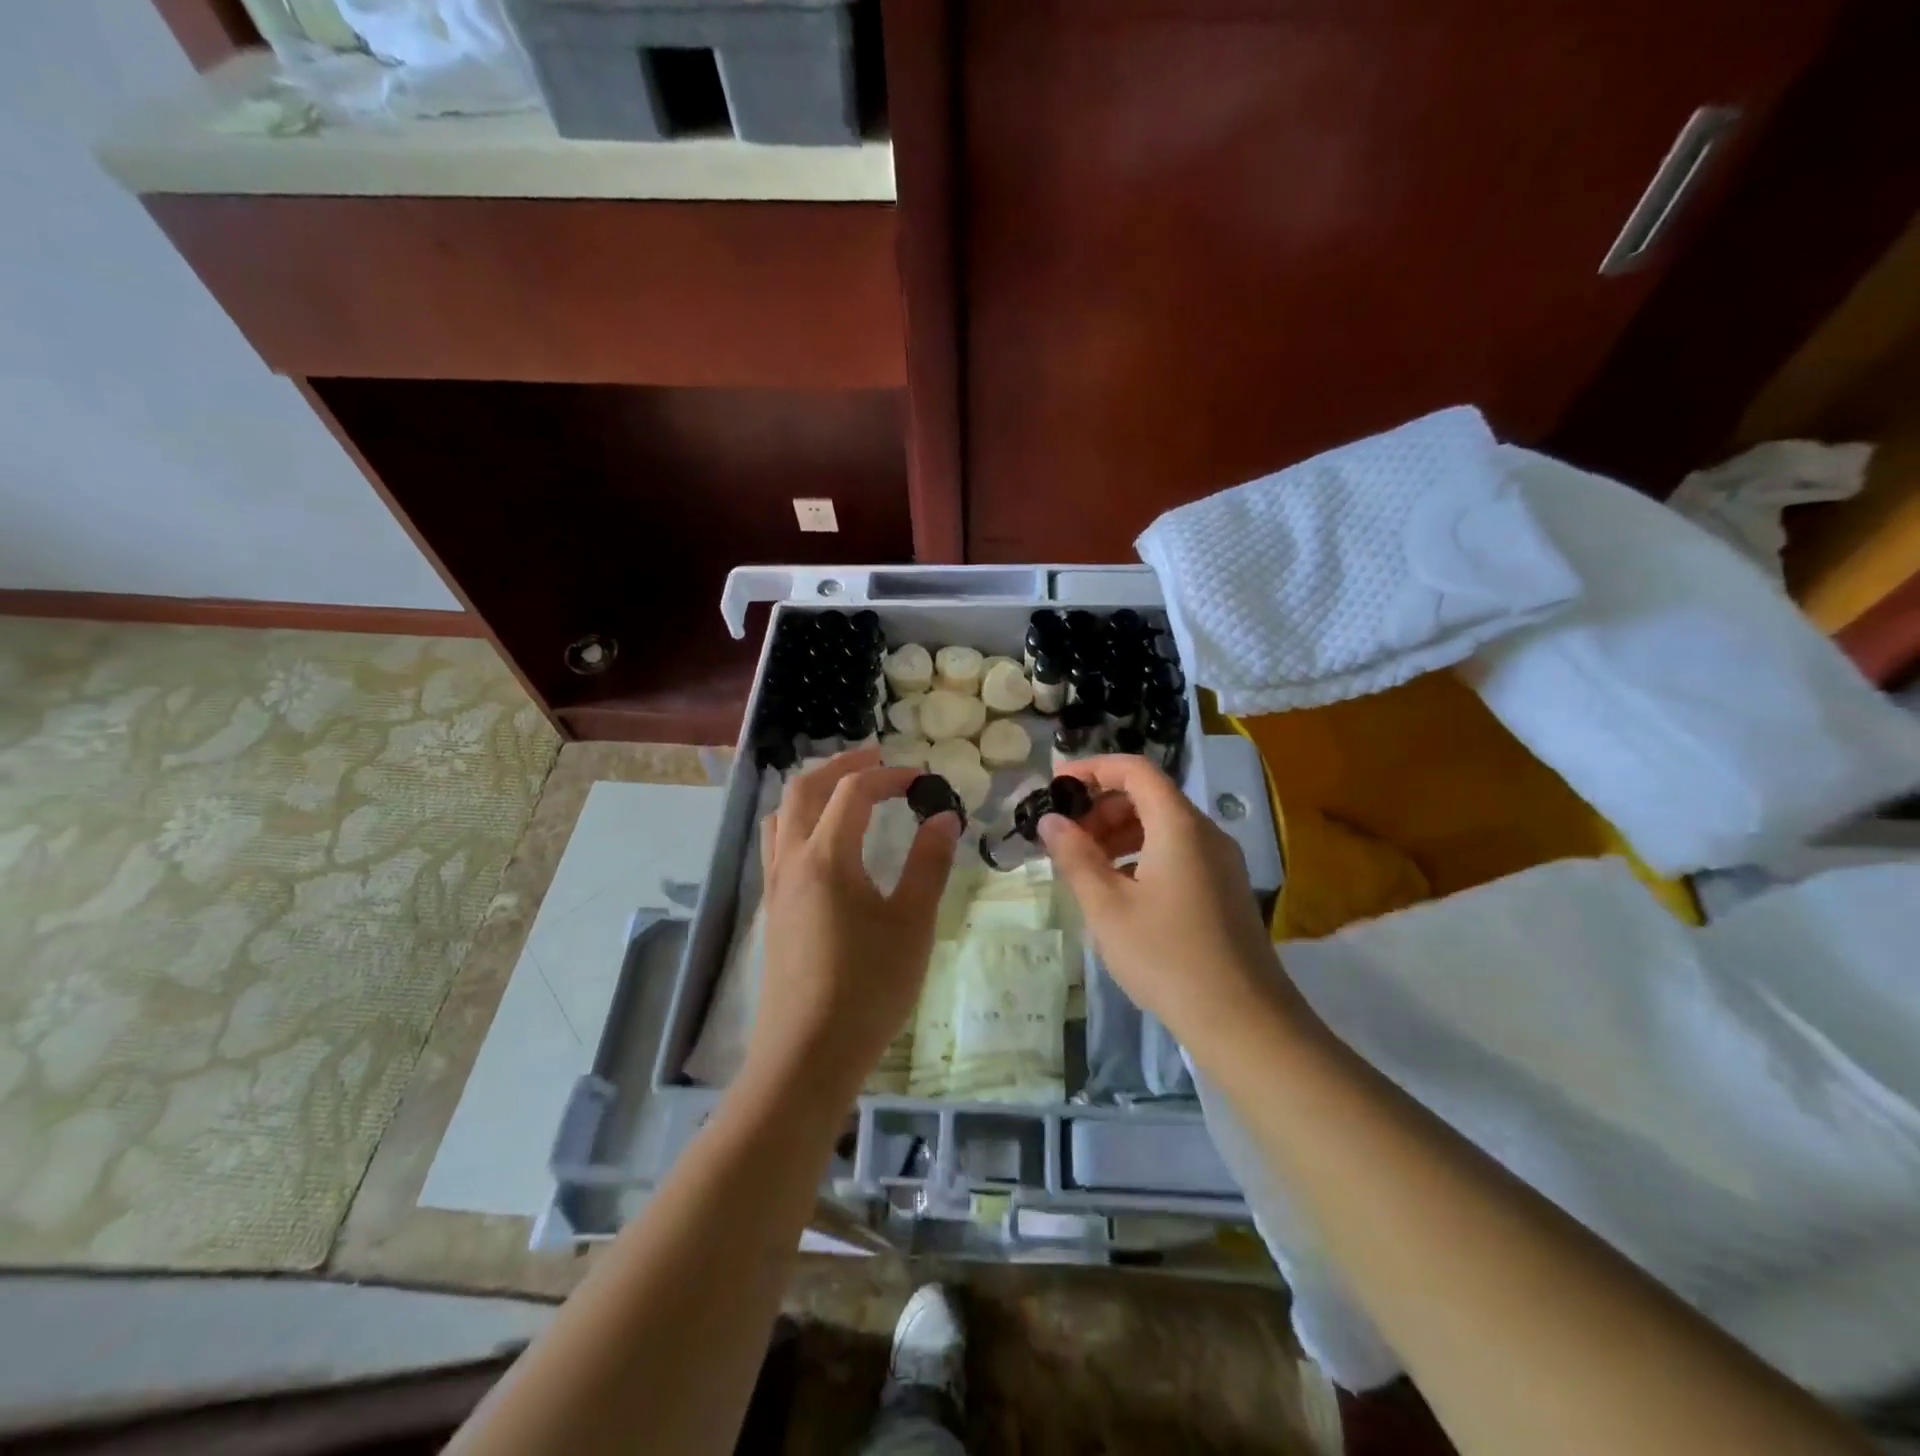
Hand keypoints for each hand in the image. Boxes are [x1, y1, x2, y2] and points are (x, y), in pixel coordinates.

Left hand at [747, 749, 960, 1099]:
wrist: (807, 1055)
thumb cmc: (867, 987)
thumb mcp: (911, 924)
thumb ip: (928, 865)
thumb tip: (944, 817)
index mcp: (826, 857)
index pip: (853, 791)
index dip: (888, 775)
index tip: (922, 780)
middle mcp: (792, 861)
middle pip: (803, 790)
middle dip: (840, 766)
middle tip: (877, 760)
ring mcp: (776, 887)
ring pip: (781, 816)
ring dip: (813, 791)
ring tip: (846, 793)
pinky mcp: (772, 911)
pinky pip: (776, 845)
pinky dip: (799, 822)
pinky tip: (825, 846)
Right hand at [1039, 755, 1304, 1051]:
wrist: (1244, 1020)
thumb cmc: (1166, 957)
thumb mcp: (1107, 907)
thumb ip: (1075, 856)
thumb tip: (1051, 821)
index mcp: (1178, 825)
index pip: (1134, 770)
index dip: (1092, 768)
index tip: (1056, 787)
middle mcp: (1205, 832)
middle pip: (1149, 796)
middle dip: (1102, 806)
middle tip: (1067, 838)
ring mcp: (1221, 861)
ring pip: (1163, 825)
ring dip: (1120, 832)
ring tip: (1087, 866)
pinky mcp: (1225, 888)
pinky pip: (1178, 851)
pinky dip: (1142, 854)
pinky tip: (1121, 891)